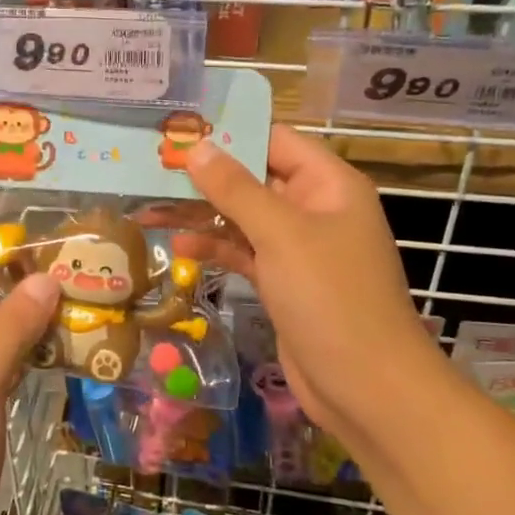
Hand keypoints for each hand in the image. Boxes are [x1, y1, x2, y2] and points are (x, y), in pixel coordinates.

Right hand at [180, 125, 451, 438]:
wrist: (365, 386)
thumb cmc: (330, 298)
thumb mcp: (281, 235)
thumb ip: (236, 189)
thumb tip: (197, 148)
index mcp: (328, 184)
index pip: (274, 140)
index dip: (228, 132)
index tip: (177, 129)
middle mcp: (314, 208)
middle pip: (253, 177)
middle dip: (206, 175)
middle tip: (150, 166)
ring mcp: (299, 247)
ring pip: (243, 216)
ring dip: (201, 213)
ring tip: (149, 207)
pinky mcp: (283, 280)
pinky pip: (243, 251)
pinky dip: (214, 246)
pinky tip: (179, 245)